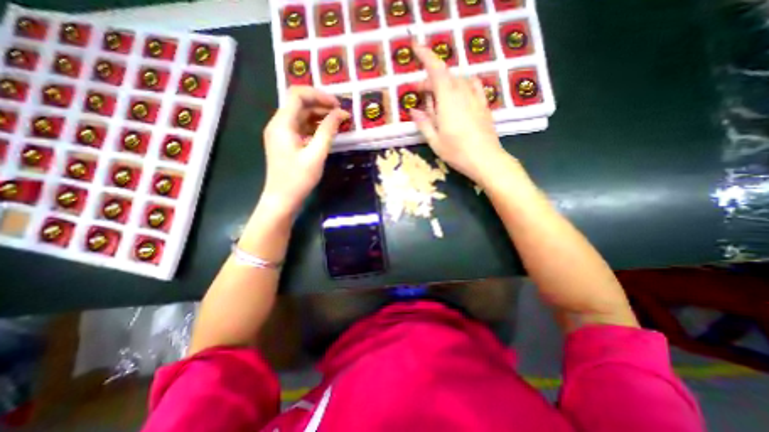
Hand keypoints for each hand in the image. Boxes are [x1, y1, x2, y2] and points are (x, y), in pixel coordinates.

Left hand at [263, 87, 349, 215]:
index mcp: (282, 123)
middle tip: (341, 115)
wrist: (282, 200)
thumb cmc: (298, 179)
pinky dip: (314, 127)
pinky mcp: (285, 143)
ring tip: (337, 123)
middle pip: (299, 104)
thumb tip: (341, 114)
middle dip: (321, 105)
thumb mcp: (316, 154)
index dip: (319, 95)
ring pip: (300, 116)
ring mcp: (281, 134)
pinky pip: (300, 128)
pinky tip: (327, 133)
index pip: (298, 95)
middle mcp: (278, 124)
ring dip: (319, 116)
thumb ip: (328, 131)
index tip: (337, 105)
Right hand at [409, 45, 508, 183]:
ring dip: (445, 83)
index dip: (426, 56)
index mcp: (447, 101)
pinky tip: (459, 93)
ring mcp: (475, 98)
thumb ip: (423, 123)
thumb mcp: (435, 141)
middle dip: (430, 80)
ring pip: (458, 80)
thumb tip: (414, 111)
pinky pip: (473, 86)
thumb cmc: (457, 152)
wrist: (486, 160)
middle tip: (420, 94)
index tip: (416, 48)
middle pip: (446, 76)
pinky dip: (463, 84)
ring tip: (438, 97)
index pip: (436, 71)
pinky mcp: (484, 105)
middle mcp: (462, 94)